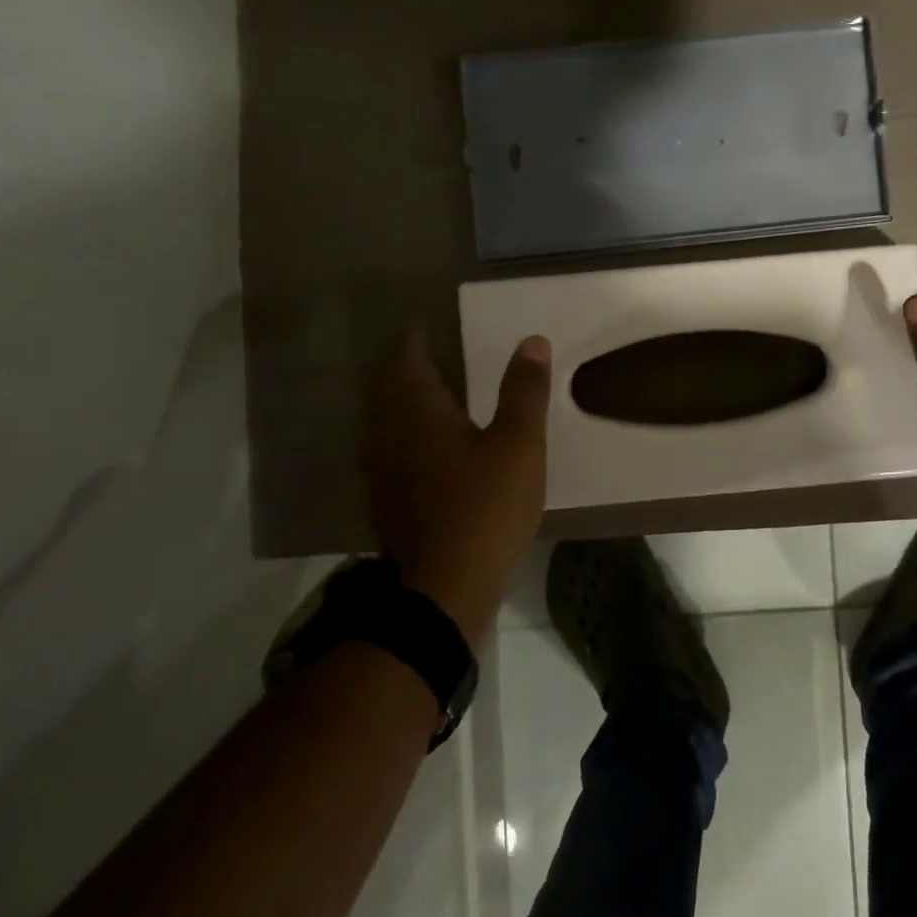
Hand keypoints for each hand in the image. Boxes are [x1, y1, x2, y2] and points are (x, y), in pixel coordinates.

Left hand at [362, 328, 551, 649]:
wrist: (444, 588)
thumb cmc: (485, 504)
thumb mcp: (519, 443)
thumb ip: (525, 391)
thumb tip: (532, 341)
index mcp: (419, 413)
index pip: (406, 362)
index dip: (412, 343)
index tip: (422, 328)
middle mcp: (390, 437)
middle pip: (389, 393)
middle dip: (405, 372)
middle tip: (430, 358)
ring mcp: (384, 475)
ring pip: (386, 426)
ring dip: (402, 407)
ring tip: (430, 398)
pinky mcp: (388, 506)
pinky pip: (391, 456)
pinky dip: (405, 442)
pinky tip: (425, 453)